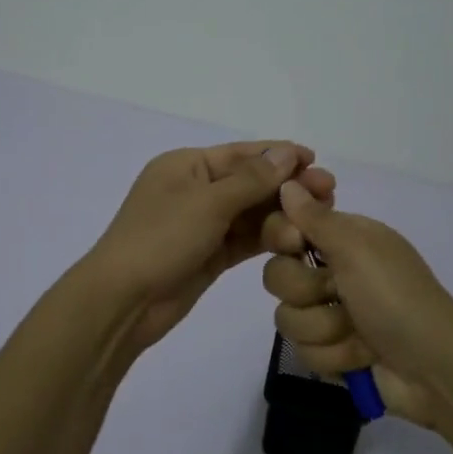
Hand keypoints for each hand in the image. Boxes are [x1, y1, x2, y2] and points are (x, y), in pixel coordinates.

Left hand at [85, 142, 323, 354]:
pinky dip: (268, 239)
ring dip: (282, 216)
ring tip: (316, 222)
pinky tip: (297, 240)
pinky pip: (245, 240)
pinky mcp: (209, 255)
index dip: (279, 155)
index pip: (241, 154)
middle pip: (250, 183)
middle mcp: (195, 190)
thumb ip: (252, 179)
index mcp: (186, 166)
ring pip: (251, 214)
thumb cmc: (160, 239)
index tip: (315, 161)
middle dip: (287, 188)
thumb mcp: (208, 202)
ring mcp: (202, 224)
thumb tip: (288, 152)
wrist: (123, 302)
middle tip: (329, 194)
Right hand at [261, 179, 452, 430]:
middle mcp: (331, 272)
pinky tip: (361, 357)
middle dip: (306, 291)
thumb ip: (315, 218)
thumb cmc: (396, 297)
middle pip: (277, 275)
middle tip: (337, 293)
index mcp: (341, 239)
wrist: (433, 368)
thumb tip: (287, 182)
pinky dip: (334, 356)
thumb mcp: (357, 248)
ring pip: (287, 318)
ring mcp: (330, 314)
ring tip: (357, 333)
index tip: (295, 244)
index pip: (284, 227)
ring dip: (324, 329)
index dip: (282, 237)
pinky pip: (303, 351)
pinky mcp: (331, 351)